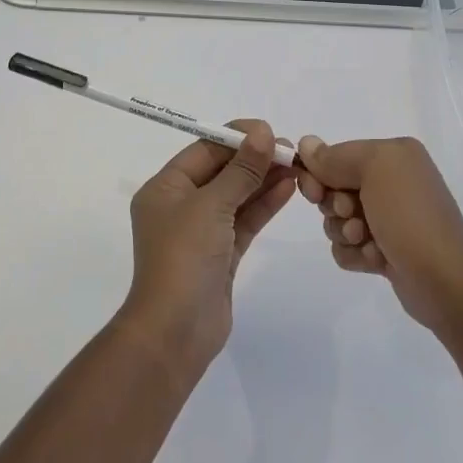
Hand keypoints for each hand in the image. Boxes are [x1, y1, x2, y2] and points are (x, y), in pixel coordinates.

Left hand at [122, 120, 295, 370]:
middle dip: (254, 159)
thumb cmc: (184, 257)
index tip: (270, 131)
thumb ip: (241, 170)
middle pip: (221, 171)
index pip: (203, 151)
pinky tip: (288, 188)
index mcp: (165, 189)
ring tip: (297, 165)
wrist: (176, 331)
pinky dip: (264, 204)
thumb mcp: (211, 205)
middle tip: (291, 149)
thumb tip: (263, 133)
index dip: (236, 138)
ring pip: (236, 196)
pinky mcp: (221, 254)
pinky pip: (244, 220)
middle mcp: (180, 206)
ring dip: (264, 180)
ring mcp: (201, 232)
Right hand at [297, 135, 462, 332]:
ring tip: (367, 242)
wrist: (445, 282)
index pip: (338, 155)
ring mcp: (390, 218)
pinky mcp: (385, 250)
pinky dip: (355, 255)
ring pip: (337, 220)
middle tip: (352, 216)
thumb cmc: (409, 216)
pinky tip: (375, 260)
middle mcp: (393, 182)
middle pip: (334, 188)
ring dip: (344, 233)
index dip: (320, 173)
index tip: (314, 192)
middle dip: (335, 206)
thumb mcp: (374, 170)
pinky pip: (348, 247)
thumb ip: (335, 156)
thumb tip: (305, 143)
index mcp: (394, 155)